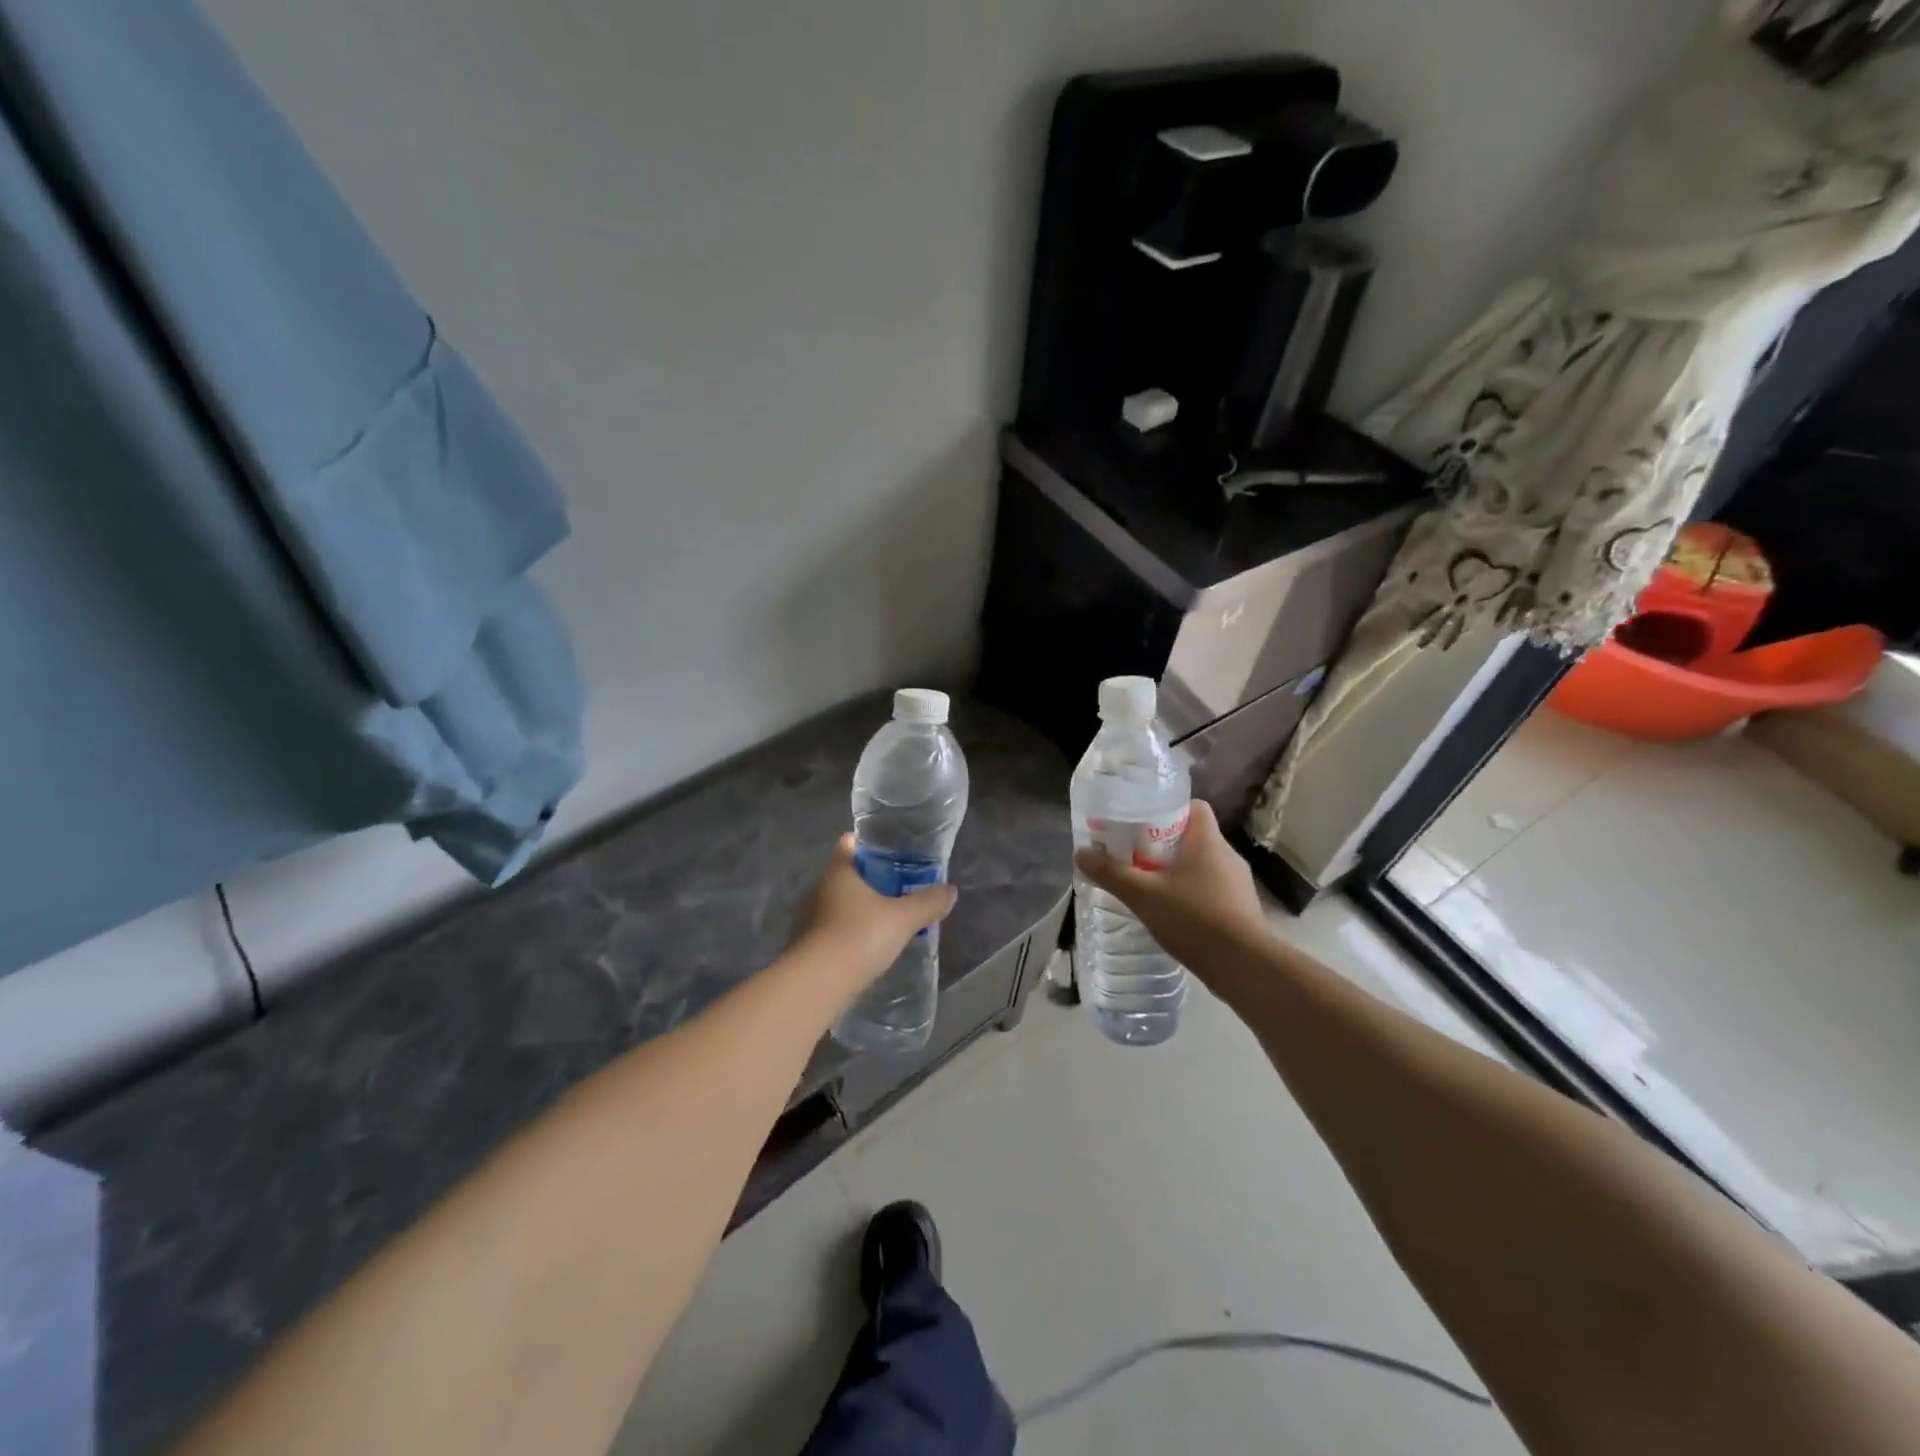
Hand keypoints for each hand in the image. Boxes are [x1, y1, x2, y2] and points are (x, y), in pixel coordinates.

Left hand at [795, 835, 958, 989]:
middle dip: (870, 880)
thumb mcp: (903, 918)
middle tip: (899, 888)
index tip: (891, 852)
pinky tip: (867, 946)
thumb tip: (951, 890)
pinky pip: (831, 928)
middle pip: (846, 874)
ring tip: (886, 919)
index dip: (869, 844)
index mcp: (839, 872)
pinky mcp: (806, 944)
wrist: (818, 983)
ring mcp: (808, 917)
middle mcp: (819, 888)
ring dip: (859, 908)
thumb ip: (928, 903)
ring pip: (838, 903)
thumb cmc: (860, 936)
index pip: (849, 844)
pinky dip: (848, 931)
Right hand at [1073, 800, 1269, 978]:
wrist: (1245, 966)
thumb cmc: (1194, 919)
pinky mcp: (1242, 909)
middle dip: (1165, 843)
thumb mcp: (1143, 895)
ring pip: (1203, 865)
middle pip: (1194, 836)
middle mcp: (1227, 855)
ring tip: (1149, 885)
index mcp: (1207, 841)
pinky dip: (1192, 894)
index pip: (1194, 806)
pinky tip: (1172, 913)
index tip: (1142, 821)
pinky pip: (1212, 890)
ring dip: (1178, 871)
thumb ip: (1112, 873)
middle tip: (1135, 855)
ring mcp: (1238, 884)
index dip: (1169, 808)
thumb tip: (1080, 853)